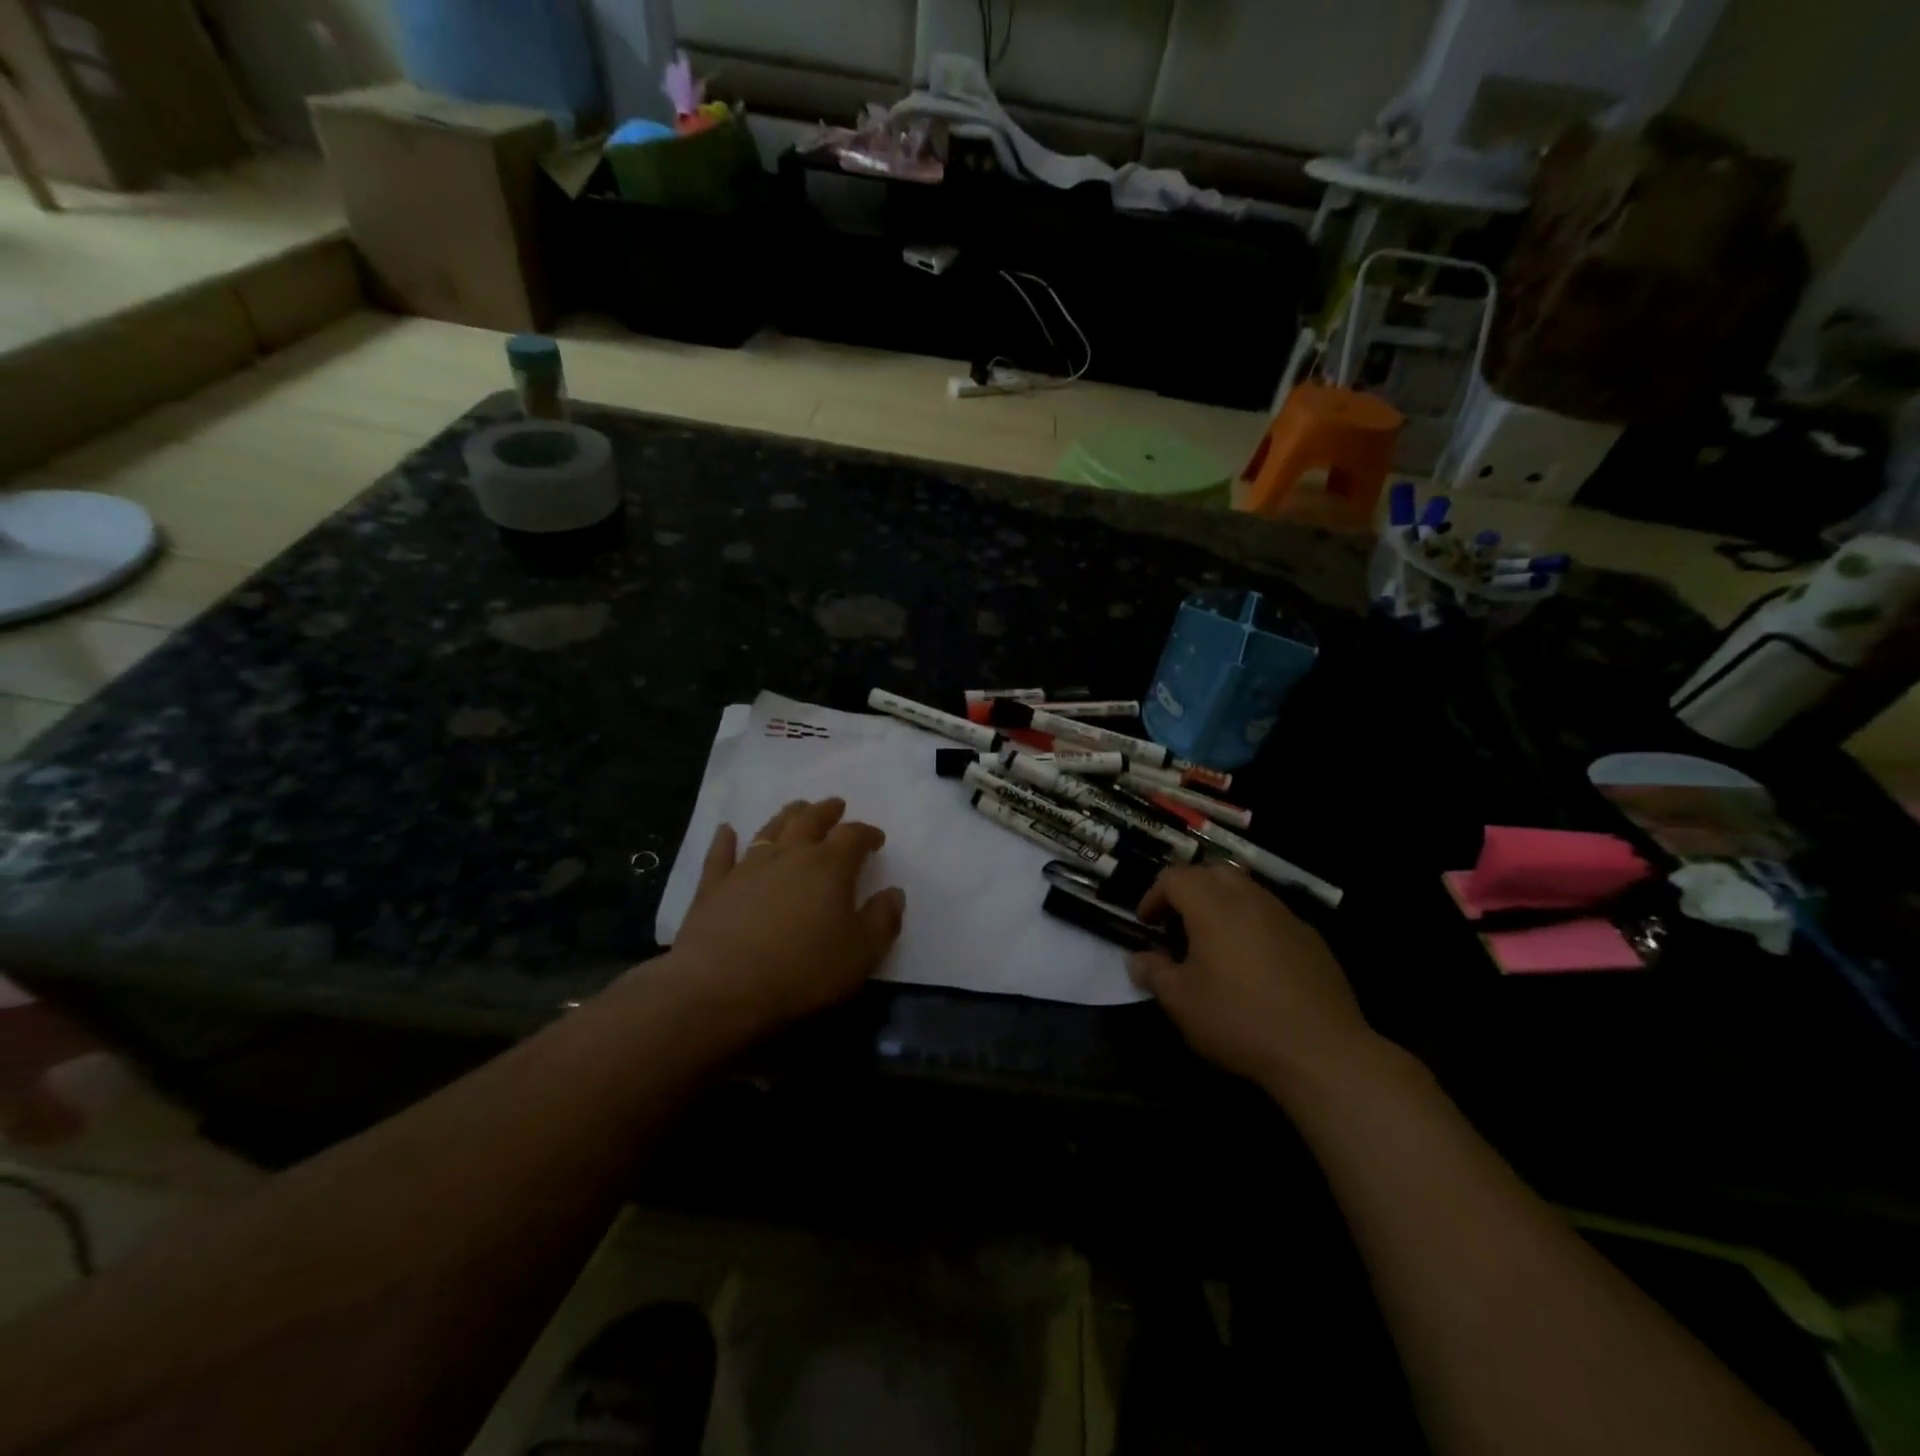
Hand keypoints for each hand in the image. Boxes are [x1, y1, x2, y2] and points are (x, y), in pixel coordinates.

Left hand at [665, 798, 904, 1038]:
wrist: (722, 987)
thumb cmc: (802, 971)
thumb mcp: (861, 953)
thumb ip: (883, 920)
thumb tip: (894, 893)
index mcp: (829, 866)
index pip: (853, 837)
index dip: (867, 834)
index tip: (876, 839)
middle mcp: (789, 855)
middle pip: (810, 820)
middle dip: (826, 811)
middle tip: (835, 806)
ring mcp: (748, 867)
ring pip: (770, 829)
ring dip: (787, 816)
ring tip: (797, 808)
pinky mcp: (714, 886)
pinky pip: (721, 854)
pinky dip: (725, 840)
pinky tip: (726, 830)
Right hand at [1128, 865, 1375, 1092]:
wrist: (1321, 1051)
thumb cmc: (1238, 1020)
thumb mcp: (1181, 1001)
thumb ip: (1154, 973)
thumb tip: (1138, 959)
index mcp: (1212, 905)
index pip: (1174, 878)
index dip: (1153, 896)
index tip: (1147, 925)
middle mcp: (1249, 898)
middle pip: (1212, 873)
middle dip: (1189, 891)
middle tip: (1177, 924)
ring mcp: (1284, 915)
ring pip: (1245, 890)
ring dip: (1222, 904)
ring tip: (1213, 942)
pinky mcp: (1311, 938)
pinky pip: (1272, 916)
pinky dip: (1252, 925)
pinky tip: (1253, 964)